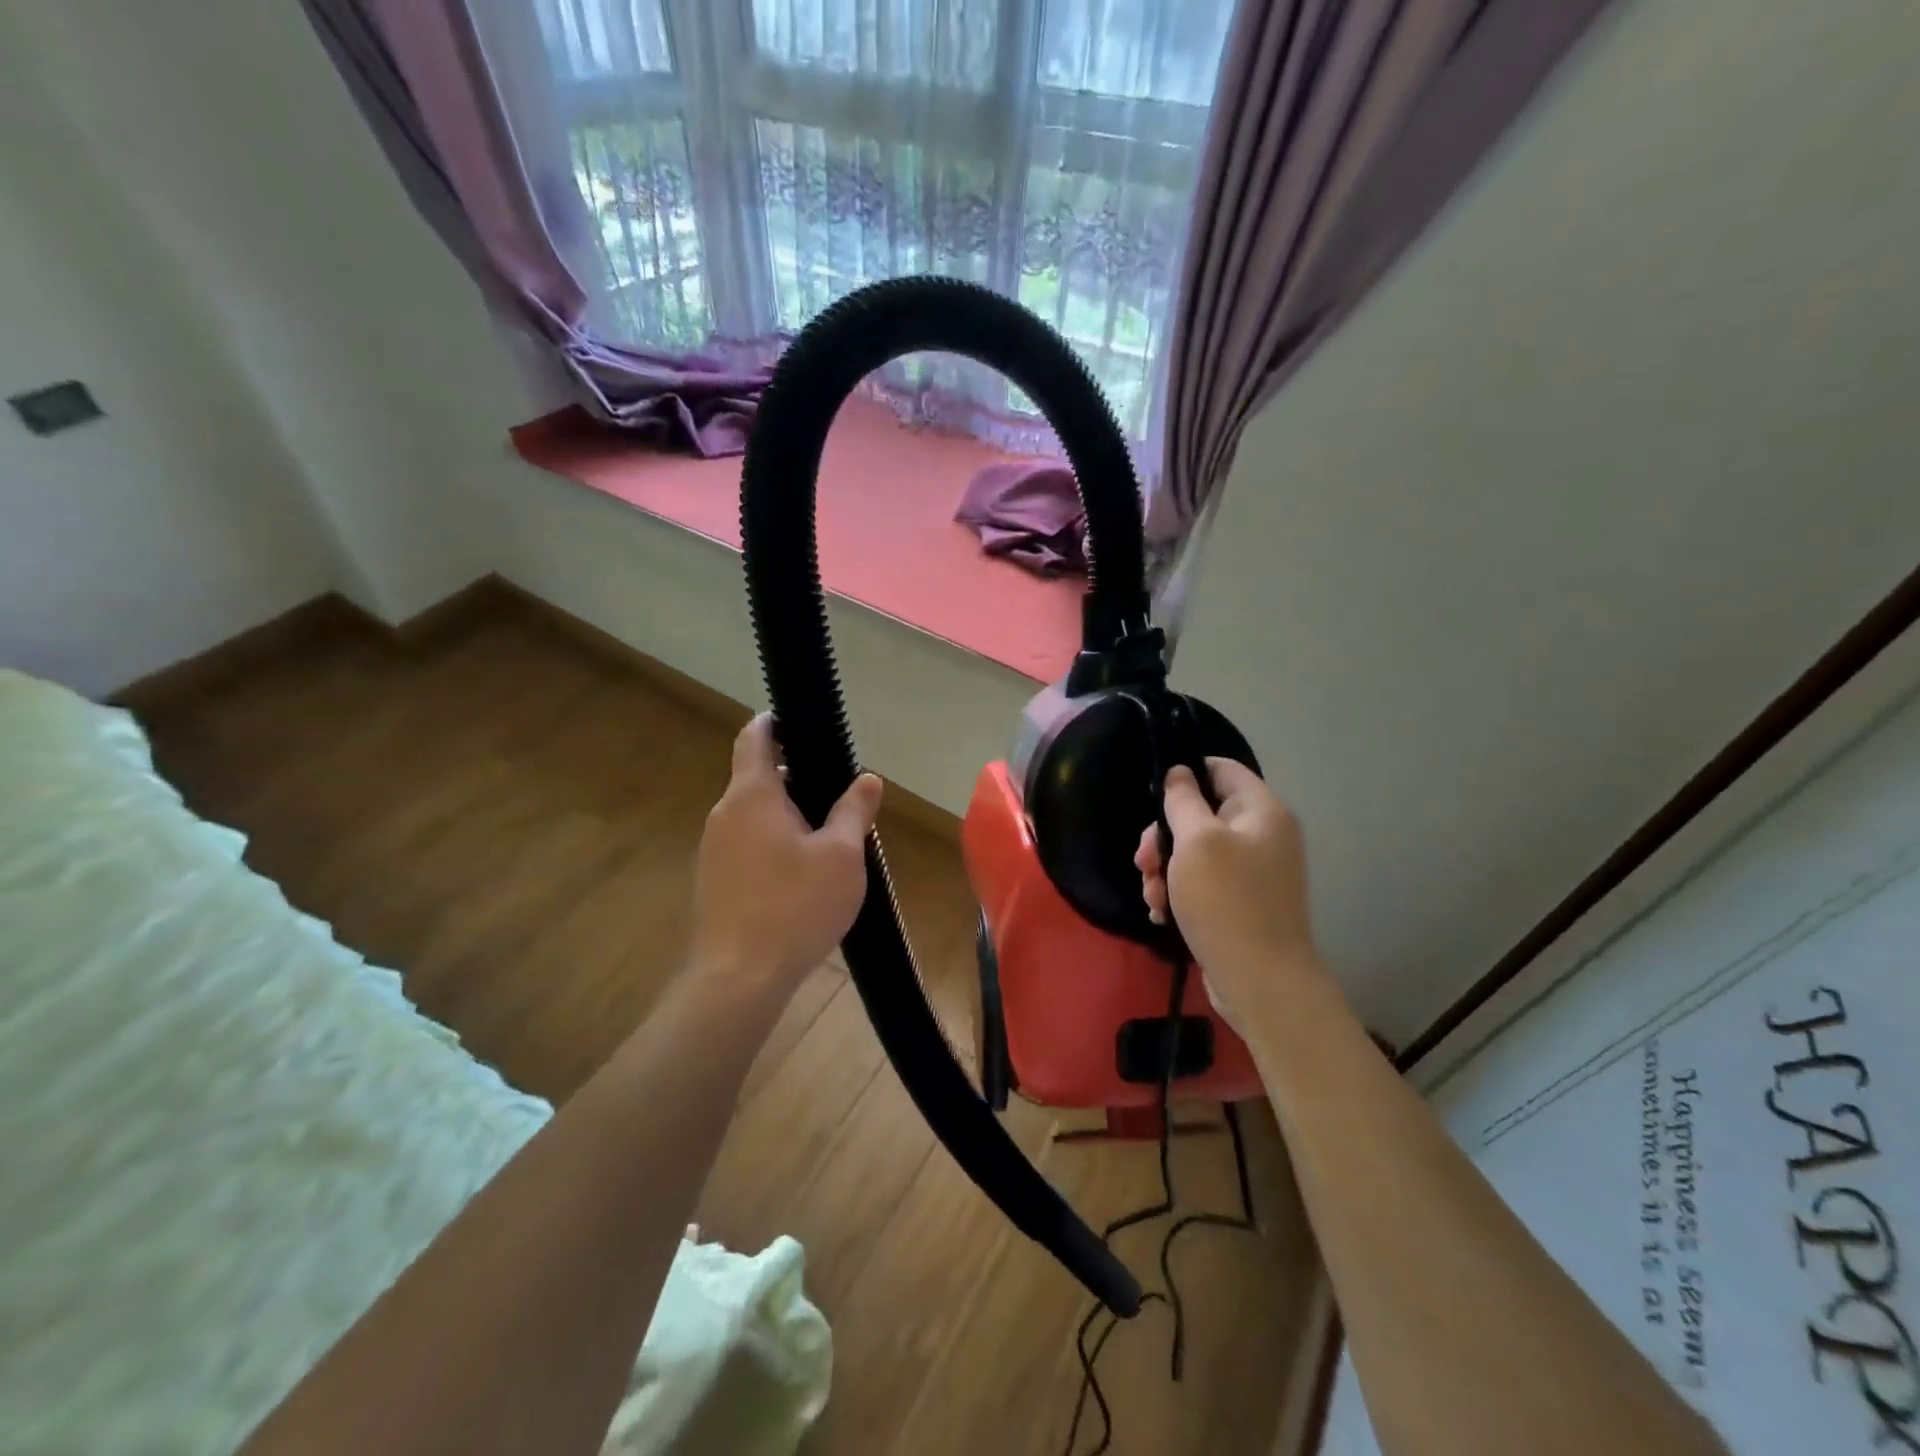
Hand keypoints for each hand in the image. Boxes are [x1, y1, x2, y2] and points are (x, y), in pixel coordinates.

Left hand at [692, 714, 882, 994]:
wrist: (740, 977)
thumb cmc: (796, 905)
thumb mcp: (841, 856)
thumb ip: (853, 811)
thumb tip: (867, 778)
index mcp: (752, 796)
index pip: (754, 738)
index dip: (773, 722)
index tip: (797, 721)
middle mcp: (724, 814)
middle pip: (756, 778)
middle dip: (792, 778)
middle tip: (834, 792)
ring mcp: (713, 849)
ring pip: (751, 815)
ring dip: (783, 815)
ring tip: (824, 836)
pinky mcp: (713, 881)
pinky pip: (744, 845)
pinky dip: (770, 843)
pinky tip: (798, 874)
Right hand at [1134, 758, 1320, 1032]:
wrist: (1261, 982)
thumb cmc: (1226, 902)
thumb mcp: (1195, 842)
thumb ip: (1182, 800)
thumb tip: (1178, 773)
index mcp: (1262, 811)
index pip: (1221, 769)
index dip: (1184, 775)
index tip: (1153, 801)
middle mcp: (1263, 835)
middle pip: (1202, 813)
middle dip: (1164, 836)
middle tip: (1144, 862)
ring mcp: (1255, 871)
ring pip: (1196, 851)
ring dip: (1166, 869)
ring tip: (1153, 897)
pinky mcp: (1243, 902)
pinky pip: (1205, 882)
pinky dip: (1180, 891)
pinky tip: (1162, 913)